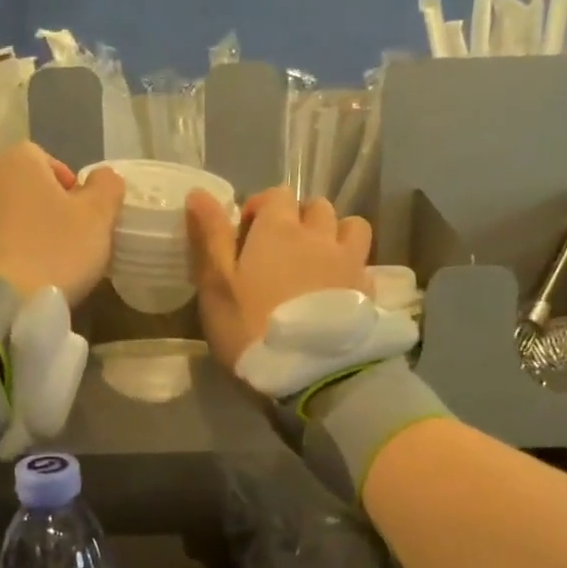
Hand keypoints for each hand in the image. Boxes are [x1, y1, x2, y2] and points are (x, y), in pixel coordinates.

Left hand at [0, 142, 124, 304]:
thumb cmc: (51, 255)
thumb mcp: (97, 220)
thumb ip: (106, 190)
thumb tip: (103, 176)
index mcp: (17, 164)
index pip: (45, 161)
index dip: (65, 189)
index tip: (79, 220)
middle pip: (13, 191)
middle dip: (32, 212)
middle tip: (54, 248)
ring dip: (2, 237)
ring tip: (23, 270)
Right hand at [187, 188, 372, 372]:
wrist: (311, 374)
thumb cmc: (252, 329)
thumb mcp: (216, 286)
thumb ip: (209, 238)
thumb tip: (198, 193)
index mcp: (280, 229)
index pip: (276, 195)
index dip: (261, 208)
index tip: (247, 234)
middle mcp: (320, 235)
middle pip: (316, 207)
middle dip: (299, 219)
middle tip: (281, 251)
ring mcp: (350, 262)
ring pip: (350, 227)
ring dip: (334, 235)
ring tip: (317, 264)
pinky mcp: (368, 292)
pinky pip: (364, 263)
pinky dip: (351, 267)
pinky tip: (337, 291)